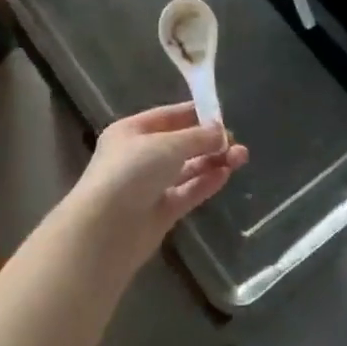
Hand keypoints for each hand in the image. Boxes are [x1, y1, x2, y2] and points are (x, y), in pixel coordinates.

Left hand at [71, 103, 248, 262]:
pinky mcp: (160, 212)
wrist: (105, 230)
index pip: (169, 117)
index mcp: (131, 132)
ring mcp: (149, 186)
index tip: (224, 116)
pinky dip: (206, 183)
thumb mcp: (167, 144)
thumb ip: (198, 137)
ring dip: (212, 161)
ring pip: (187, 169)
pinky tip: (227, 174)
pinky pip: (188, 192)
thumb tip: (221, 131)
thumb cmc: (131, 172)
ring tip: (241, 157)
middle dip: (209, 141)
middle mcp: (139, 156)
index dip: (196, 115)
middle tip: (237, 142)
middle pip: (180, 144)